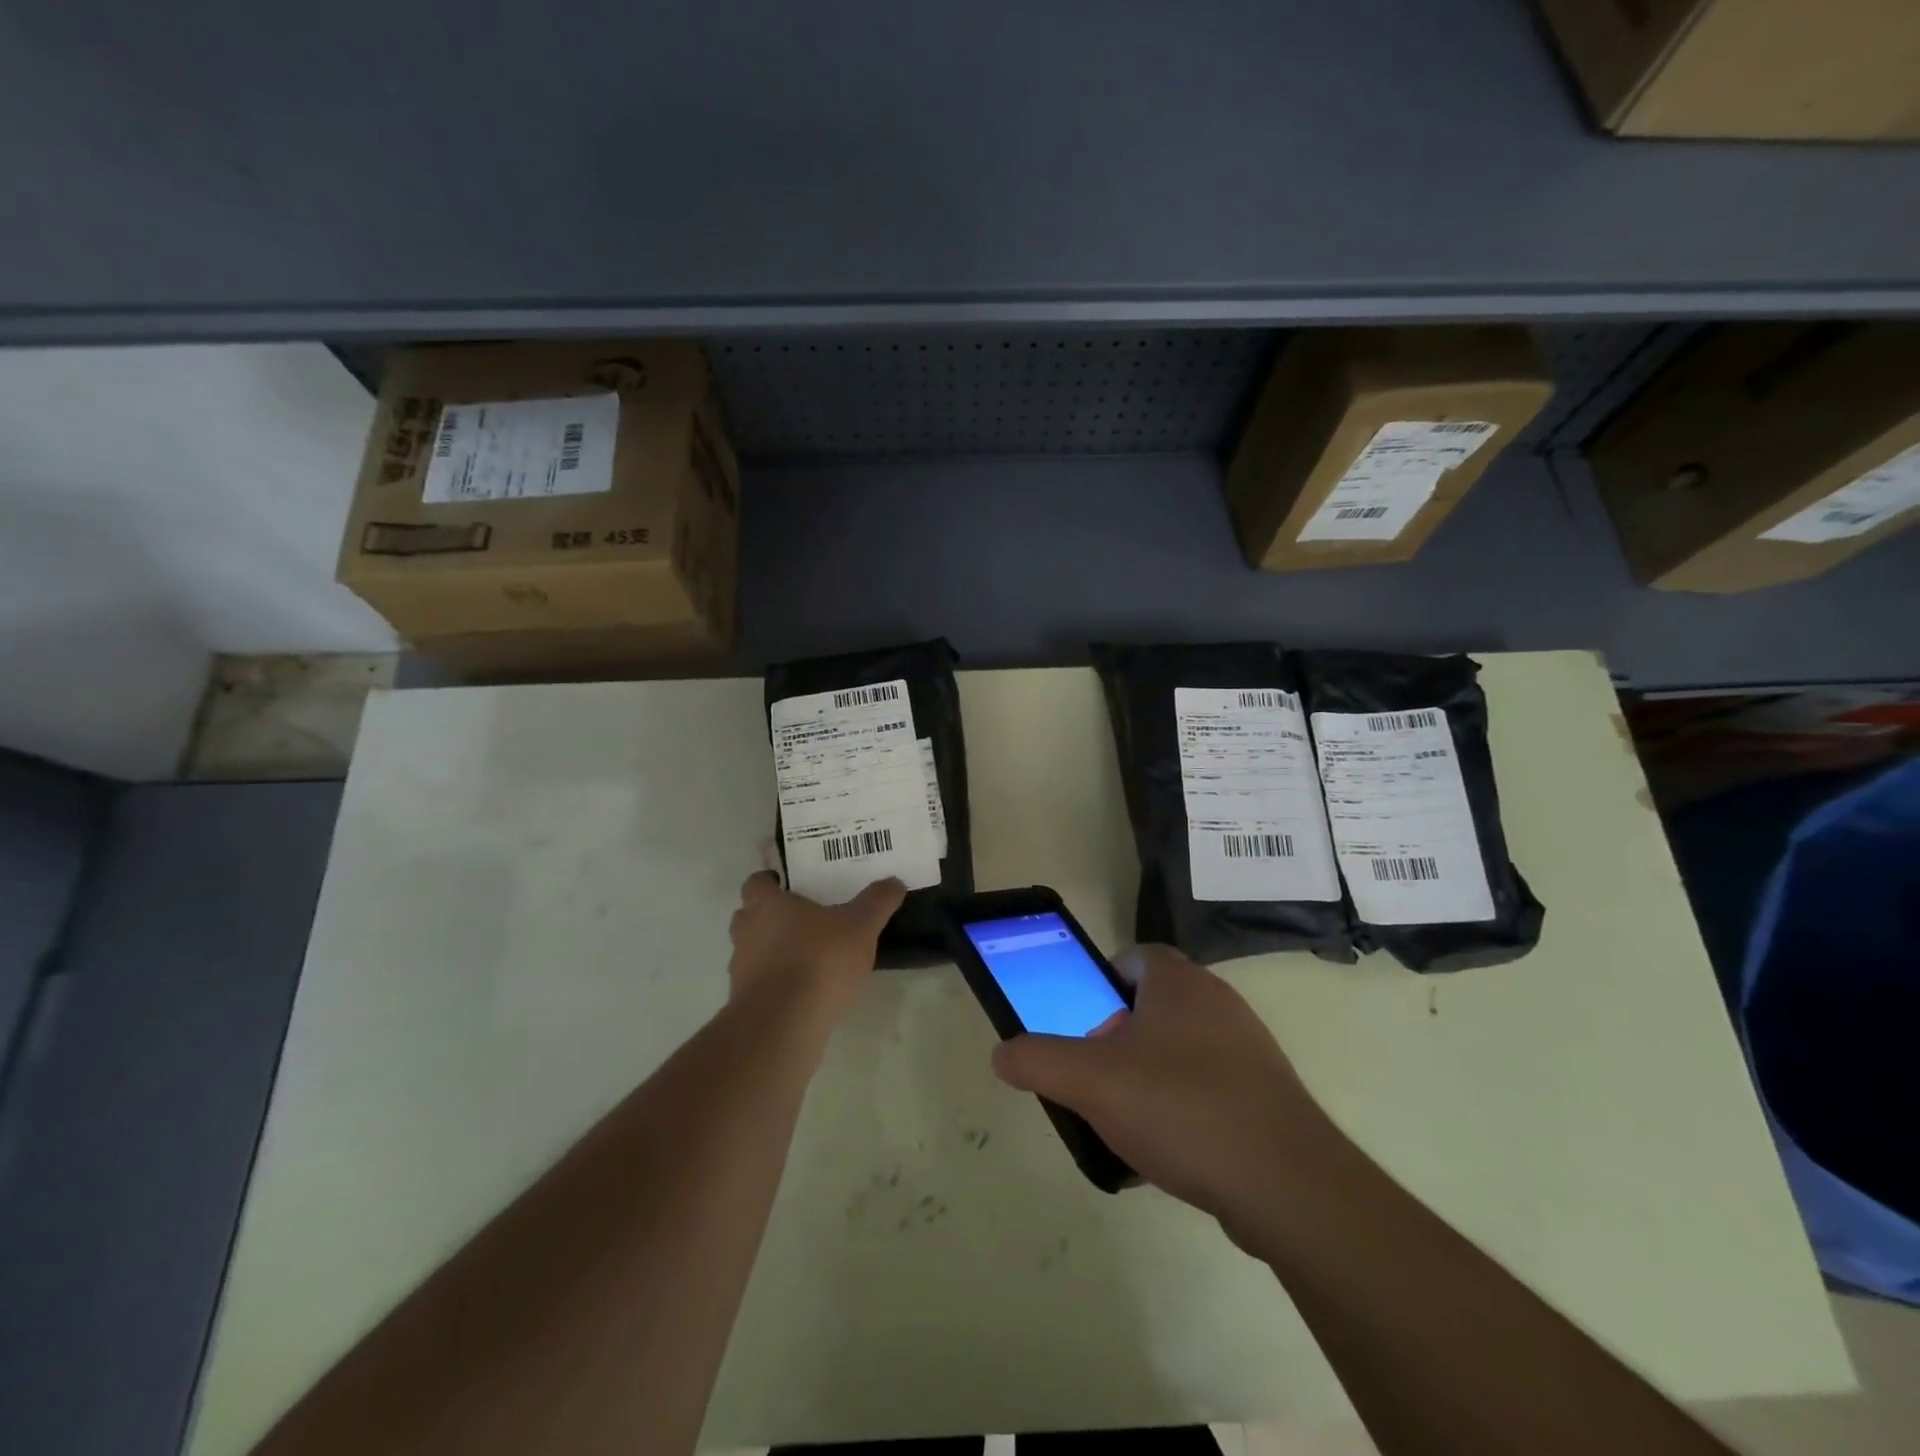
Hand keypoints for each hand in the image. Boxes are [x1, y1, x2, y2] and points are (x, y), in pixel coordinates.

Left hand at [727, 871, 904, 1019]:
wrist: (784, 1025)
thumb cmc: (819, 960)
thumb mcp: (861, 927)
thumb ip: (877, 902)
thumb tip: (894, 882)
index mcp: (767, 905)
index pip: (756, 883)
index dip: (770, 882)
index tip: (789, 885)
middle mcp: (747, 932)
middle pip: (748, 915)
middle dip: (769, 916)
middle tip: (801, 918)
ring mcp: (740, 970)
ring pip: (752, 951)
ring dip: (771, 951)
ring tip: (806, 957)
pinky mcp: (745, 1002)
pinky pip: (759, 983)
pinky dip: (775, 983)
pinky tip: (803, 990)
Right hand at [991, 945, 1335, 1245]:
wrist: (1288, 1184)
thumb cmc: (1182, 1108)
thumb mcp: (1091, 1082)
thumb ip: (1038, 1060)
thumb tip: (1002, 1053)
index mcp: (1179, 982)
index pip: (1134, 957)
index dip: (1101, 984)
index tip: (1084, 1026)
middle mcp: (1218, 1002)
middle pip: (1152, 1006)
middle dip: (1118, 1039)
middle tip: (1097, 1079)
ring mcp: (1248, 1048)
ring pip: (1180, 1050)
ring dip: (1148, 1078)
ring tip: (1128, 1123)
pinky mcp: (1267, 1094)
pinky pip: (1209, 1088)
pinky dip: (1183, 1110)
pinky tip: (1169, 1153)